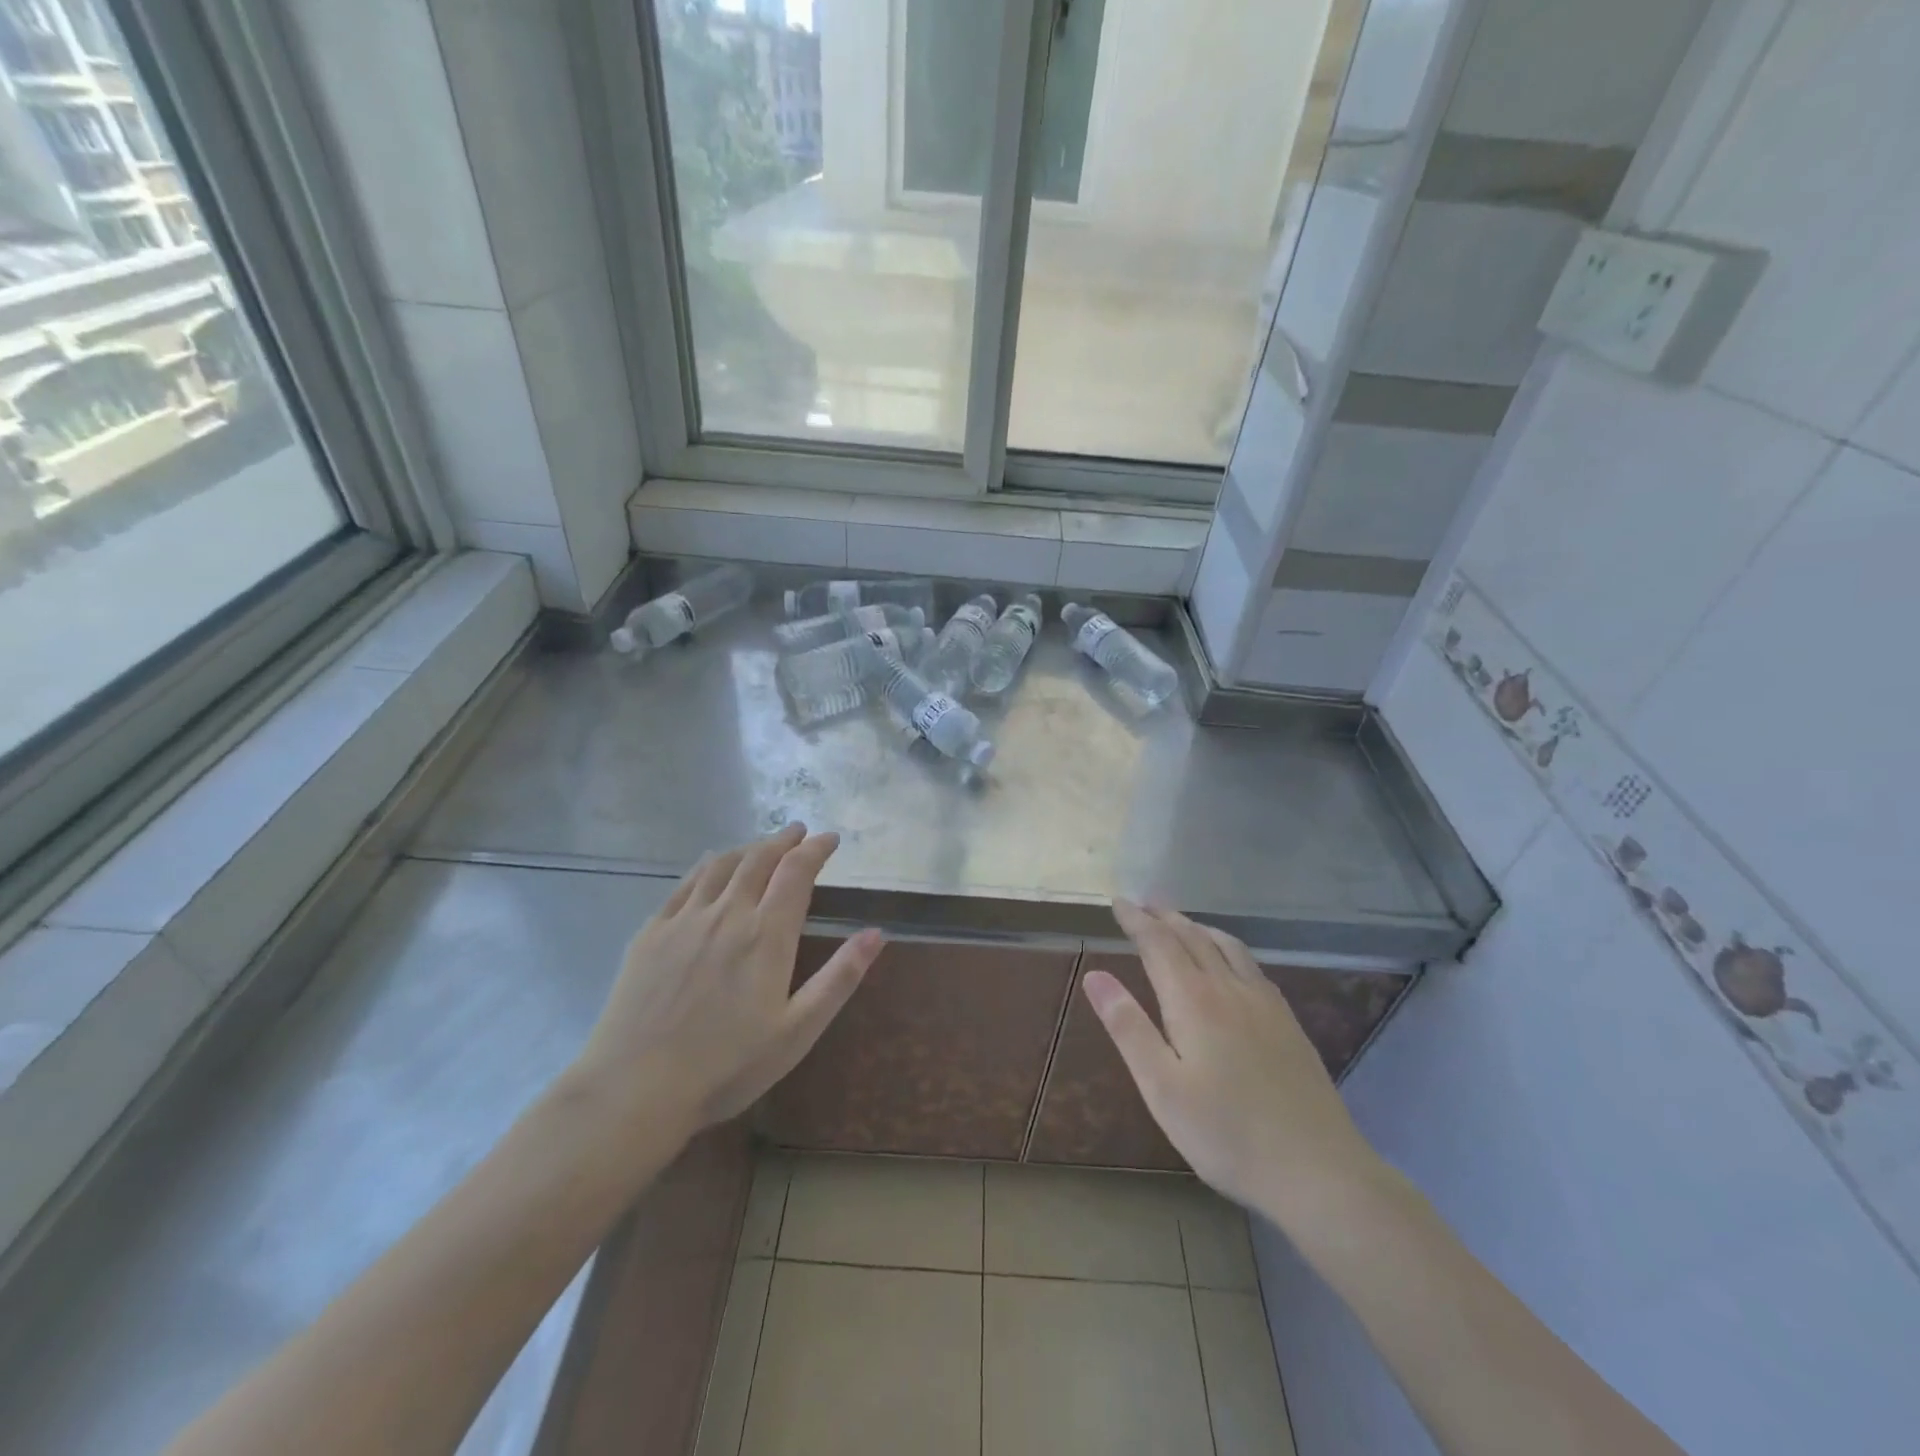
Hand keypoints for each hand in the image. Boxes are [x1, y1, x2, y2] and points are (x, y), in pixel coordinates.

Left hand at [568, 824, 882, 1140]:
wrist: (636, 1088)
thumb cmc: (728, 1066)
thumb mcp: (799, 1030)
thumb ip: (840, 977)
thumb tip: (876, 933)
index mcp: (767, 935)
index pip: (797, 872)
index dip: (816, 849)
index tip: (830, 839)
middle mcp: (728, 914)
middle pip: (759, 860)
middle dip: (783, 840)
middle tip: (798, 832)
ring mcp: (685, 920)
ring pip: (721, 865)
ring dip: (747, 848)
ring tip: (761, 845)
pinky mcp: (652, 933)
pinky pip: (685, 884)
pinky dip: (707, 865)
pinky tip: (710, 865)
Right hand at [1087, 901, 1383, 1224]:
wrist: (1317, 1169)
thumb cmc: (1226, 1134)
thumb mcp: (1161, 1087)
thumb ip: (1128, 1027)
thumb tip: (1095, 976)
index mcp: (1193, 1000)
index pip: (1158, 944)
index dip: (1136, 920)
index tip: (1118, 901)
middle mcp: (1229, 988)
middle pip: (1192, 937)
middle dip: (1164, 916)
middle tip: (1144, 902)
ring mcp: (1264, 1003)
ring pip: (1226, 945)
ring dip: (1197, 926)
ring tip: (1180, 920)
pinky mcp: (1287, 1021)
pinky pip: (1251, 964)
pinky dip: (1228, 945)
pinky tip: (1230, 960)